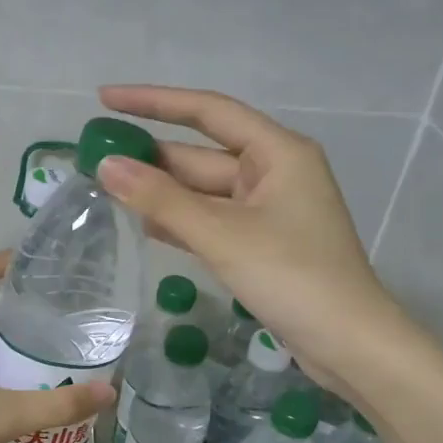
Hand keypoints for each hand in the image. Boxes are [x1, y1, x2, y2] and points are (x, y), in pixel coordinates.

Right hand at [95, 84, 405, 395]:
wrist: (348, 344)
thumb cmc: (292, 278)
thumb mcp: (222, 235)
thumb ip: (162, 200)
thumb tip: (106, 166)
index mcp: (277, 152)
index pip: (207, 112)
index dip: (153, 102)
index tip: (106, 99)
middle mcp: (274, 172)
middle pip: (201, 155)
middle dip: (151, 157)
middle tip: (94, 158)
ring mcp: (268, 211)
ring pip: (204, 192)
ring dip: (162, 193)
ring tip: (107, 190)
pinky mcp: (262, 244)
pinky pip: (212, 221)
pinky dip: (181, 222)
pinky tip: (145, 226)